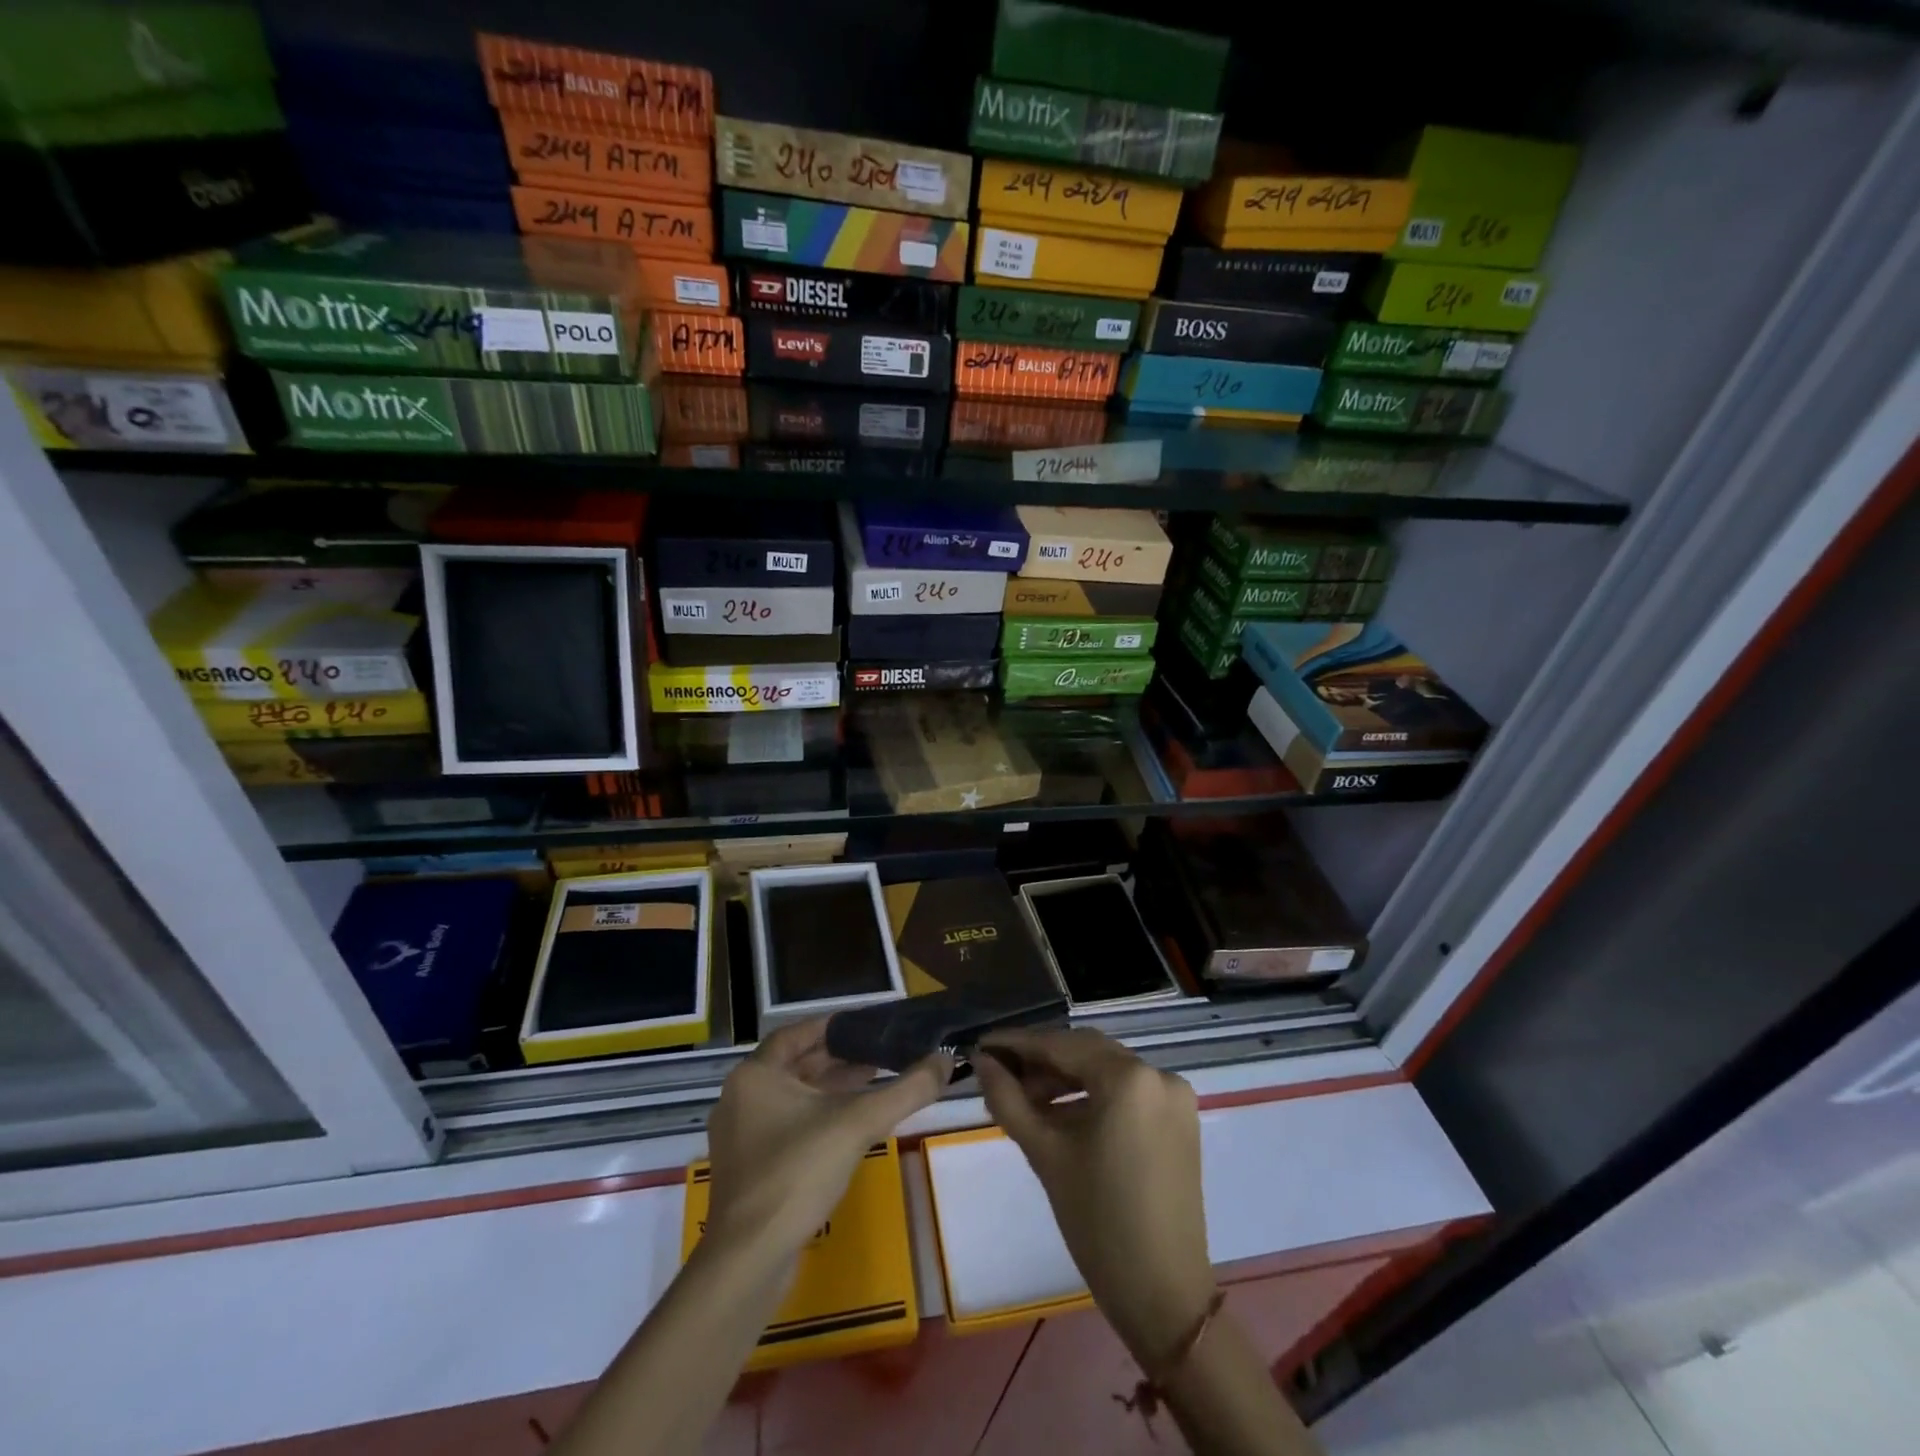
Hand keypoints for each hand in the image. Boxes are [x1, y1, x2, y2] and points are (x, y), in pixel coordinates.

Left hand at [704, 1019, 948, 1259]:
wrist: (749, 1259)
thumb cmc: (798, 1172)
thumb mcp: (859, 1123)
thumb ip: (907, 1089)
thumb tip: (946, 1060)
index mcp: (755, 1075)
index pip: (798, 1033)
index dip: (834, 1027)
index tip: (868, 1025)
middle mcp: (741, 1097)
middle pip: (796, 1065)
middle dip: (839, 1058)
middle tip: (880, 1053)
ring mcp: (741, 1136)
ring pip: (792, 1097)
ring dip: (831, 1088)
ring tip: (874, 1082)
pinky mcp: (749, 1168)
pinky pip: (787, 1125)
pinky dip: (818, 1116)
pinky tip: (850, 1126)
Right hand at [975, 1028, 1215, 1360]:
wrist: (1164, 1295)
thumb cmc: (1098, 1223)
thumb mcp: (1045, 1154)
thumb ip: (1008, 1099)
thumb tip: (981, 1061)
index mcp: (1128, 1077)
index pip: (1061, 1045)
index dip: (1017, 1043)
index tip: (981, 1045)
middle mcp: (1157, 1073)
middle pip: (1086, 1051)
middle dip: (1041, 1060)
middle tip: (999, 1073)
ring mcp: (1174, 1095)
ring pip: (1106, 1069)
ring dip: (1065, 1078)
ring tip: (1025, 1098)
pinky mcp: (1180, 1118)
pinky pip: (1127, 1090)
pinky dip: (1093, 1095)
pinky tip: (1061, 1113)